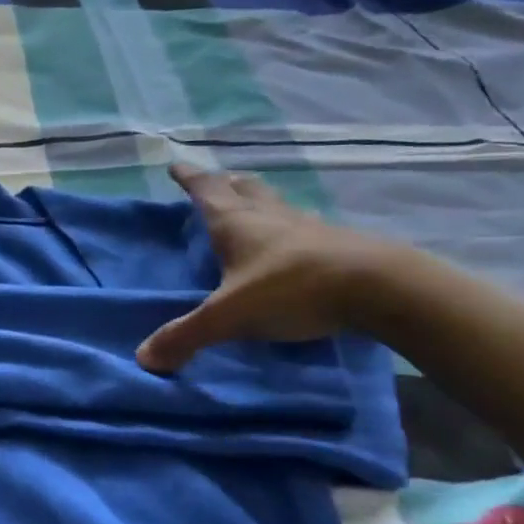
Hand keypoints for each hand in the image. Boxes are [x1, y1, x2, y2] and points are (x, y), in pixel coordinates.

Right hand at [136, 164, 394, 372]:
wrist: (378, 287)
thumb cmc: (292, 289)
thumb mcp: (229, 316)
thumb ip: (186, 335)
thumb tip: (144, 358)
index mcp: (236, 224)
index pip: (206, 191)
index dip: (188, 178)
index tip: (175, 164)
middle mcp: (269, 216)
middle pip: (243, 189)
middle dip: (224, 184)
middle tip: (215, 181)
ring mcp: (306, 227)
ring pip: (274, 203)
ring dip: (258, 199)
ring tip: (250, 202)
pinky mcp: (335, 242)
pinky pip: (302, 225)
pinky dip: (289, 225)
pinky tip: (294, 238)